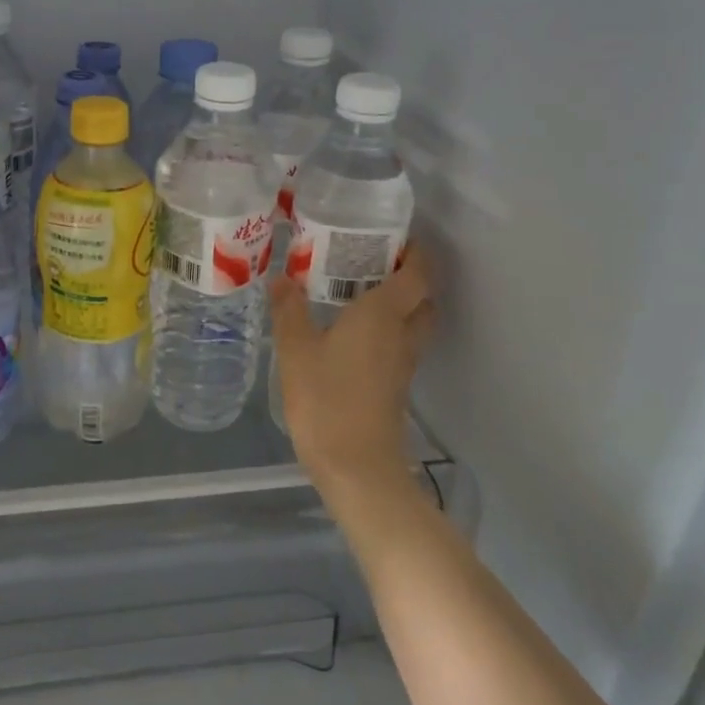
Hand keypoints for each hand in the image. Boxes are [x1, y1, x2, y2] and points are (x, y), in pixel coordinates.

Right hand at [270, 244, 436, 502]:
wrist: (356, 466)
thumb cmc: (326, 399)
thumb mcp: (296, 350)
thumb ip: (289, 310)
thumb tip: (281, 278)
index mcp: (383, 314)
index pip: (417, 273)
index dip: (414, 252)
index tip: (394, 237)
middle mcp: (402, 334)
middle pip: (423, 298)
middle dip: (409, 278)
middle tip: (374, 264)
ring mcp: (403, 364)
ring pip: (414, 323)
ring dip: (400, 306)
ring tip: (361, 294)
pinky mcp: (396, 387)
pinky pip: (400, 345)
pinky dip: (388, 331)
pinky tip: (353, 334)